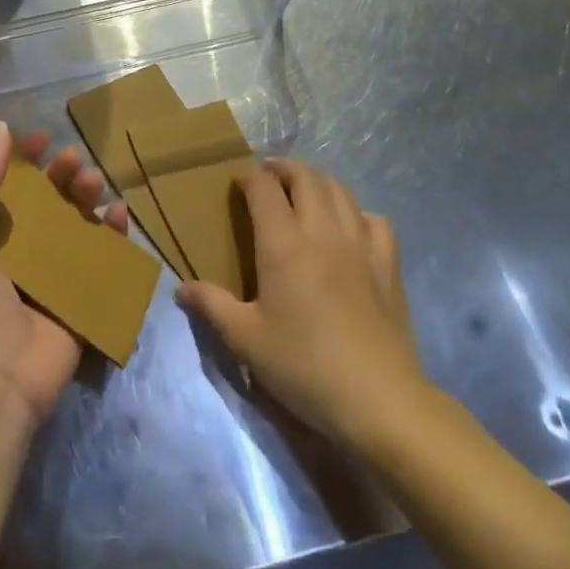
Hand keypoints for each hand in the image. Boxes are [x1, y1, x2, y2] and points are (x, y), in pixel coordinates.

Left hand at [0, 122, 129, 429]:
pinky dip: (114, 234)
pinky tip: (118, 214)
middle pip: (46, 201)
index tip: (42, 138)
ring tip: (94, 183)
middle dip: (61, 174)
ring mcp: (52, 275)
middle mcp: (18, 251)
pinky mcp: (81, 298)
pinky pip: (102, 259)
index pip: (6, 186)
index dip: (23, 160)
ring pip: (76, 223)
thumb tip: (3, 129)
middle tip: (74, 160)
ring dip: (87, 196)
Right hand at [178, 159, 429, 447]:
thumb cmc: (304, 366)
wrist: (378, 400)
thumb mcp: (245, 340)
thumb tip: (181, 288)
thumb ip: (211, 306)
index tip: (238, 188)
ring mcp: (360, 245)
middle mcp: (322, 232)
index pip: (264, 188)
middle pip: (305, 177)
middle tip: (268, 178)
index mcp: (283, 244)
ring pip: (340, 190)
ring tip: (304, 193)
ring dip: (318, 181)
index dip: (249, 179)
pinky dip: (358, 213)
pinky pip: (375, 220)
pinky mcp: (388, 265)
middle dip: (283, 168)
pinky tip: (350, 229)